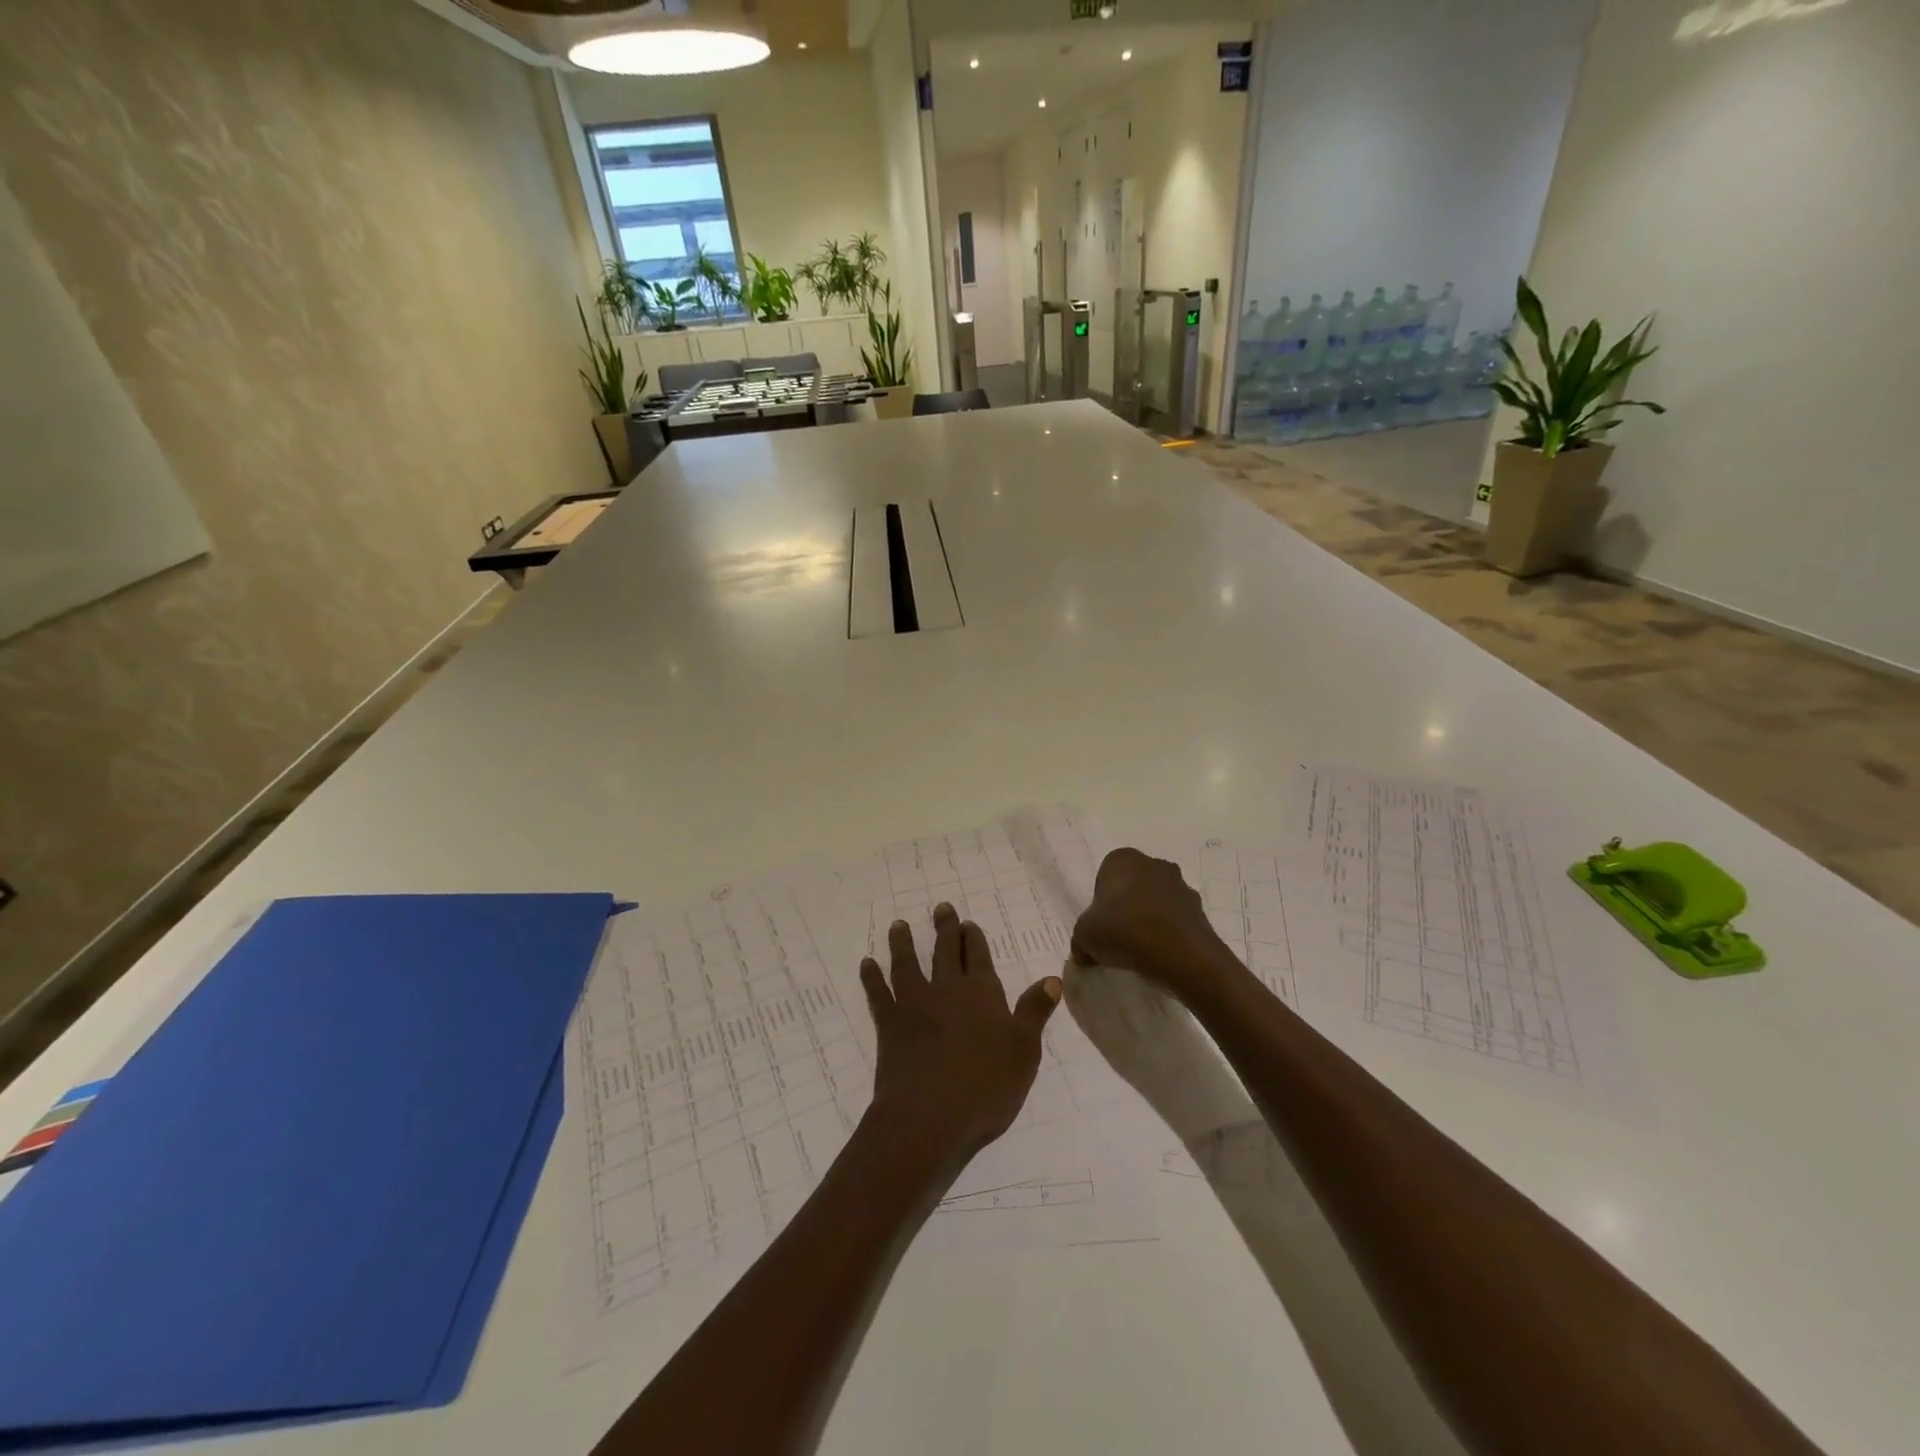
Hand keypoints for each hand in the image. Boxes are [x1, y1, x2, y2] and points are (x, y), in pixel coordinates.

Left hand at [859, 903, 1061, 1164]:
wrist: (928, 1117)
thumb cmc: (985, 1087)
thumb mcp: (1024, 1051)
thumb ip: (1034, 1011)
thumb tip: (1052, 978)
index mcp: (982, 995)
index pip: (979, 957)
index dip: (974, 939)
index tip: (968, 923)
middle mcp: (947, 991)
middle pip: (945, 952)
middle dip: (945, 930)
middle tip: (941, 908)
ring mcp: (915, 1005)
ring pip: (908, 964)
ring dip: (904, 943)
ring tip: (899, 925)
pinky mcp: (889, 1026)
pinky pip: (878, 994)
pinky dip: (872, 978)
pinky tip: (867, 964)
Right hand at [1070, 848, 1237, 1001]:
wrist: (1180, 953)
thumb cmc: (1123, 930)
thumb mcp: (1084, 936)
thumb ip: (1081, 940)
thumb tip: (1083, 953)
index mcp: (1123, 859)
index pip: (1105, 876)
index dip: (1101, 901)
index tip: (1101, 925)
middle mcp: (1154, 864)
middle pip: (1133, 886)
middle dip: (1127, 906)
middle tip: (1118, 936)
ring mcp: (1181, 885)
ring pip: (1157, 901)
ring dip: (1150, 918)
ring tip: (1141, 949)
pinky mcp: (1200, 909)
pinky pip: (1176, 920)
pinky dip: (1169, 933)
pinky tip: (1161, 954)